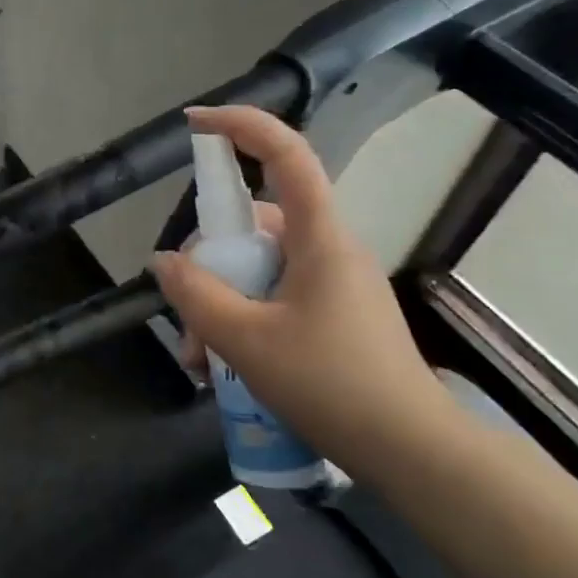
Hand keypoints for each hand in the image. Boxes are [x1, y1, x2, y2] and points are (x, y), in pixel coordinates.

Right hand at [150, 106, 444, 453]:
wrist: (413, 454)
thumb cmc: (332, 385)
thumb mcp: (246, 340)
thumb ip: (197, 295)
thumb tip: (165, 261)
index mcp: (319, 238)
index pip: (286, 156)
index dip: (242, 126)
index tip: (194, 123)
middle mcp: (328, 251)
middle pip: (252, 228)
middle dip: (207, 269)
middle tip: (185, 324)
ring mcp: (332, 285)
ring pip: (257, 272)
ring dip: (218, 307)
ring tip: (201, 362)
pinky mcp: (332, 317)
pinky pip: (273, 300)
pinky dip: (241, 324)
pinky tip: (223, 369)